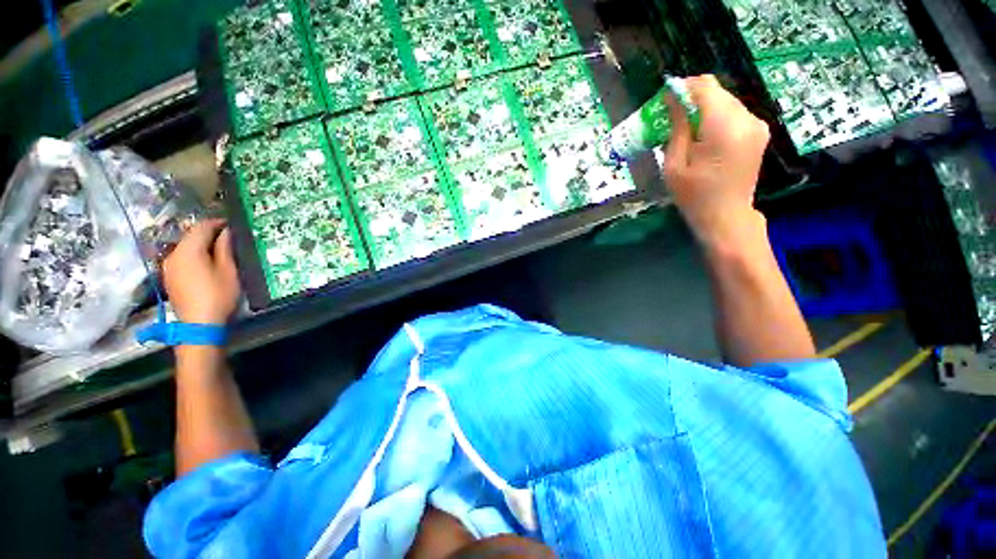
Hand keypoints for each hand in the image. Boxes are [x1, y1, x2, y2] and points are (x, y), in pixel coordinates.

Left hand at [162, 219, 240, 323]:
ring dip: (201, 245)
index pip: (201, 228)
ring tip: (219, 249)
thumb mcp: (228, 271)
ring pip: (185, 248)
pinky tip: (206, 262)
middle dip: (208, 233)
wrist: (199, 324)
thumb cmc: (218, 295)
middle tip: (228, 236)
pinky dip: (194, 255)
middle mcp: (173, 255)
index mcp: (188, 251)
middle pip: (190, 237)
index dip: (216, 223)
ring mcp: (169, 267)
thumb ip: (225, 249)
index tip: (231, 224)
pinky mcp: (170, 278)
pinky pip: (182, 258)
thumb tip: (226, 232)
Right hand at [662, 75, 770, 249]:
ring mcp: (757, 124)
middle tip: (672, 119)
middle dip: (692, 99)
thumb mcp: (674, 164)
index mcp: (724, 127)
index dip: (682, 89)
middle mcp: (746, 118)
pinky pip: (733, 113)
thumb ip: (677, 127)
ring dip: (704, 109)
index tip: (665, 101)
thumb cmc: (694, 195)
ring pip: (725, 101)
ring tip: (687, 131)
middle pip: (716, 91)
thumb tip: (673, 99)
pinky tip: (704, 138)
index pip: (704, 87)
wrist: (725, 215)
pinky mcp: (759, 131)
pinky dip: (716, 118)